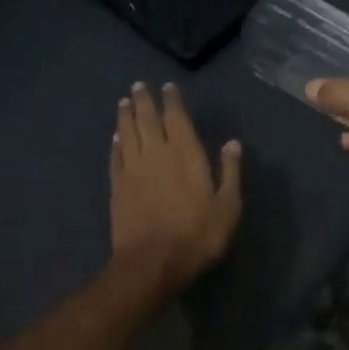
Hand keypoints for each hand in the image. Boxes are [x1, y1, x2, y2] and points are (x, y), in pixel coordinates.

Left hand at [110, 81, 242, 289]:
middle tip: (139, 86)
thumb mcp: (228, 206)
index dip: (172, 101)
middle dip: (144, 101)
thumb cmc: (197, 235)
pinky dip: (116, 143)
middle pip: (147, 120)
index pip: (177, 118)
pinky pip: (115, 157)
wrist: (151, 263)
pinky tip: (116, 137)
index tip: (168, 86)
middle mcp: (156, 154)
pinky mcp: (117, 187)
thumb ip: (230, 172)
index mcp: (185, 154)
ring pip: (127, 134)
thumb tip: (232, 142)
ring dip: (125, 116)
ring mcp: (133, 170)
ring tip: (123, 102)